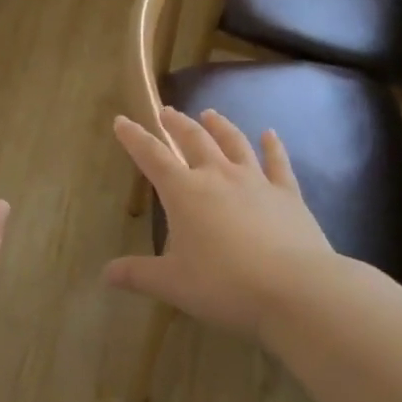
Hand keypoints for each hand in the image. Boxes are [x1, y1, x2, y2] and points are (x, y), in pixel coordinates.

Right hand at [105, 107, 343, 345]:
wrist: (295, 289)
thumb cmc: (224, 285)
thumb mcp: (172, 284)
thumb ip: (138, 274)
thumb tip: (106, 274)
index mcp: (184, 192)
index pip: (152, 156)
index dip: (134, 138)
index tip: (122, 120)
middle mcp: (217, 176)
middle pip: (193, 140)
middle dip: (176, 124)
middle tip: (167, 112)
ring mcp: (255, 181)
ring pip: (233, 143)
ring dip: (219, 126)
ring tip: (209, 113)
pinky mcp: (287, 194)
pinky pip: (277, 162)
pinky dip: (272, 146)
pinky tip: (270, 134)